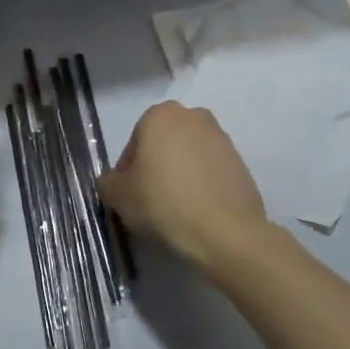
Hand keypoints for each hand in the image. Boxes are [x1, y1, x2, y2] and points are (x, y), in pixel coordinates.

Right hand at [98, 102, 266, 267]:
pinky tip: (197, 211)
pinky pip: (210, 171)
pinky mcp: (241, 162)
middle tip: (151, 200)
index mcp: (160, 115)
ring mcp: (222, 138)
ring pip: (188, 156)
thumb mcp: (118, 196)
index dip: (128, 172)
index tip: (131, 196)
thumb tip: (113, 181)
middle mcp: (193, 117)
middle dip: (156, 167)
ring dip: (179, 175)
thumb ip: (108, 181)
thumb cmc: (163, 204)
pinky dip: (202, 185)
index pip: (134, 144)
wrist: (226, 232)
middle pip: (163, 145)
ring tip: (176, 209)